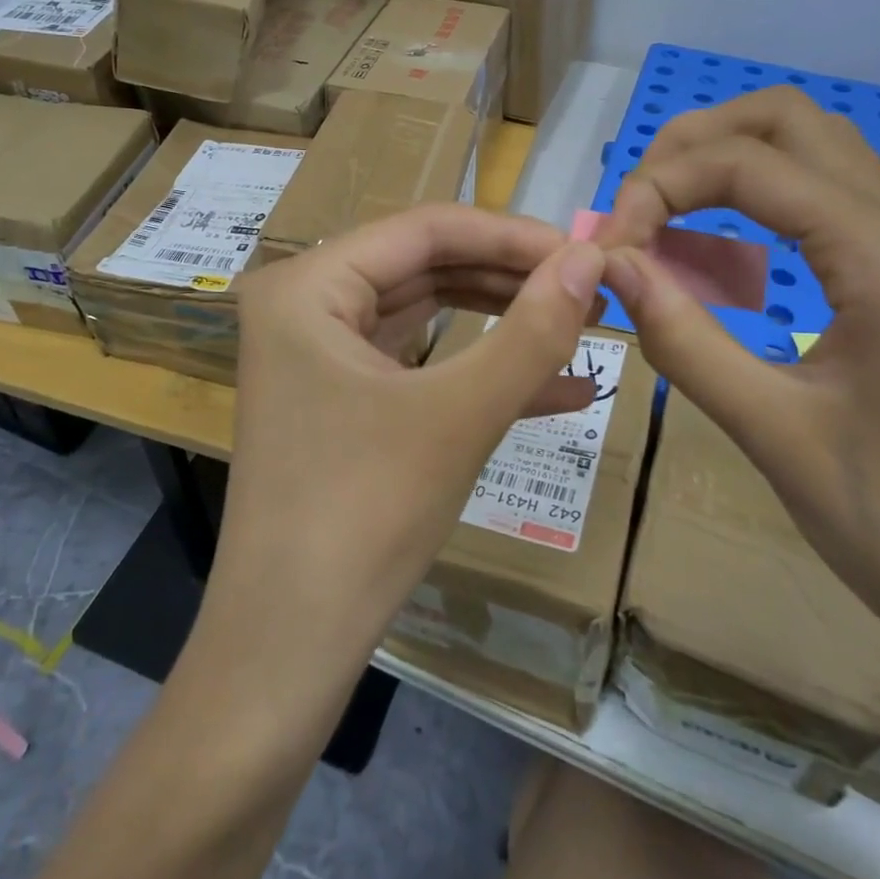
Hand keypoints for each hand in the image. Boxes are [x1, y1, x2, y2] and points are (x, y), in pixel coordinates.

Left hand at [212, 204, 605, 683]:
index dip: (511, 235)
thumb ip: (532, 331)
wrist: (287, 649)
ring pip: (426, 312)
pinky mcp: (339, 395)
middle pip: (425, 265)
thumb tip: (592, 258)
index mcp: (307, 285)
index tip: (585, 251)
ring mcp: (318, 351)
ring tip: (580, 325)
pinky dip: (477, 371)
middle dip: (510, 278)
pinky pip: (416, 361)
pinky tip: (558, 388)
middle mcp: (304, 303)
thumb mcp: (460, 415)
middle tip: (588, 288)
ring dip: (502, 321)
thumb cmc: (365, 516)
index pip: (425, 229)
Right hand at [595, 89, 879, 677]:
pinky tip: (723, 263)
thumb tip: (612, 265)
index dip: (659, 186)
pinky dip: (759, 203)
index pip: (747, 164)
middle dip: (694, 144)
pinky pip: (825, 202)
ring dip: (727, 164)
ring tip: (664, 221)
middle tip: (636, 206)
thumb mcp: (774, 435)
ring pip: (811, 150)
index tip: (609, 248)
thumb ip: (684, 338)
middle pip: (787, 120)